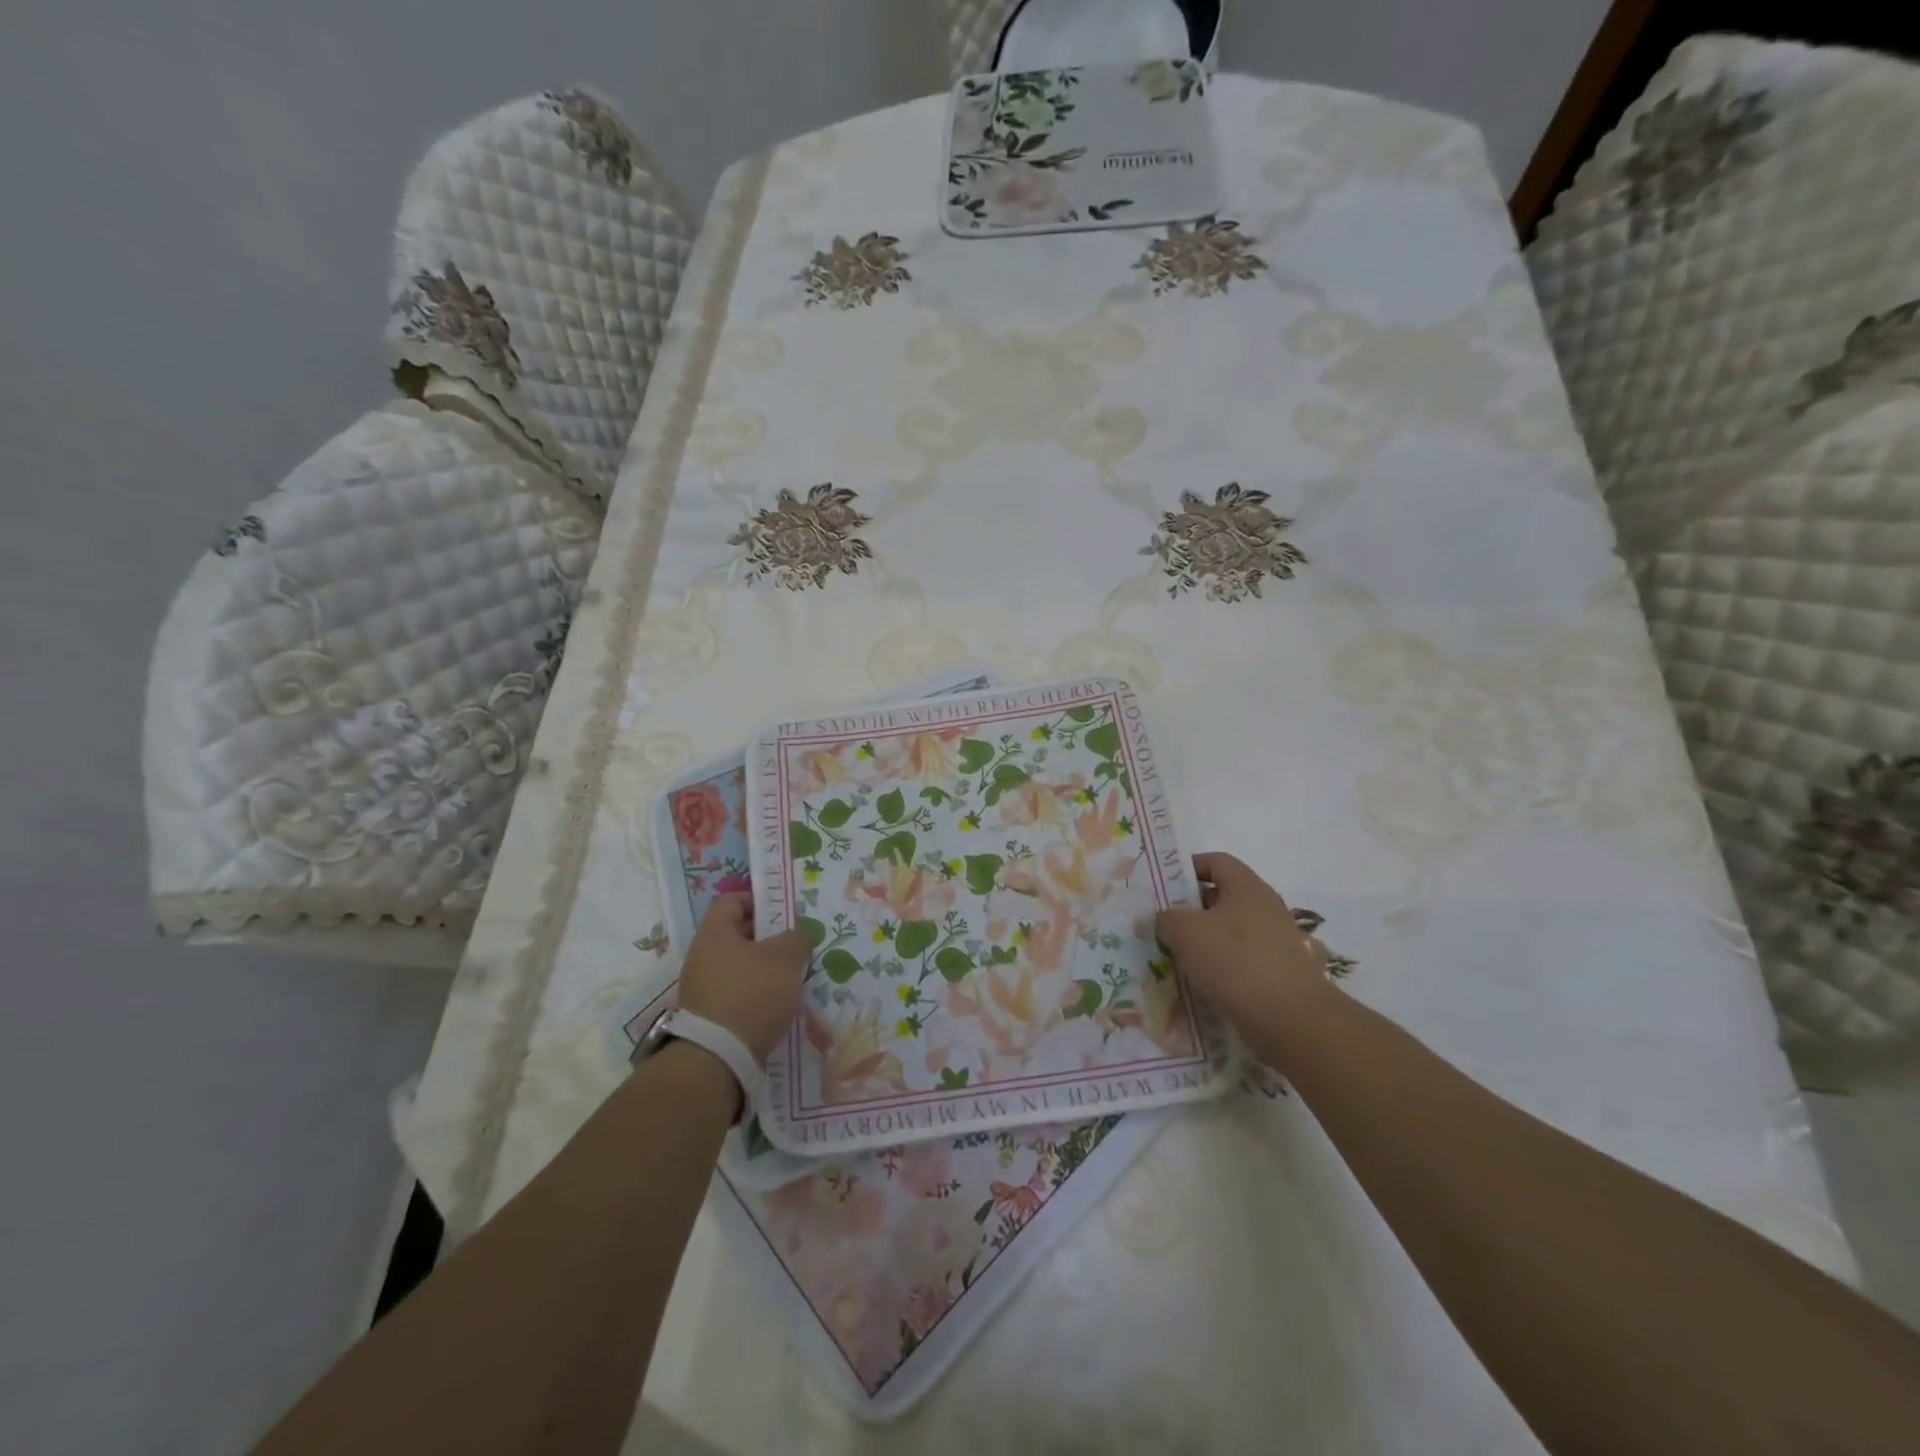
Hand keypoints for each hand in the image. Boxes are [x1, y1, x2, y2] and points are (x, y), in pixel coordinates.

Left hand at [676, 894, 807, 1063]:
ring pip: (739, 967)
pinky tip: (777, 1007)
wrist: (718, 1059)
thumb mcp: (786, 958)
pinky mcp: (707, 1017)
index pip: (732, 901)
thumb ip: (796, 938)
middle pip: (737, 935)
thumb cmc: (752, 993)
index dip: (759, 901)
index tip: (784, 914)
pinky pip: (736, 994)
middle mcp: (701, 957)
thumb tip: (796, 935)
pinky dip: (755, 996)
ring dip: (764, 970)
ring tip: (791, 980)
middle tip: (795, 948)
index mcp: (714, 933)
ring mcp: (701, 989)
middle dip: (768, 939)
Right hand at [1154, 853, 1333, 1031]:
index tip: (1165, 887)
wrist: (1291, 1021)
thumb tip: (1165, 919)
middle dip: (1194, 911)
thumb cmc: (1235, 962)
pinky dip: (1229, 971)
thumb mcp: (1185, 932)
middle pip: (1225, 898)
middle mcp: (1269, 909)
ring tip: (1183, 962)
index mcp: (1248, 887)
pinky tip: (1211, 987)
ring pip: (1235, 934)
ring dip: (1209, 944)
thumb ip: (1166, 918)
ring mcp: (1281, 943)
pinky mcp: (1286, 976)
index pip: (1217, 861)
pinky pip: (1248, 964)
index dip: (1189, 868)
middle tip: (1167, 928)